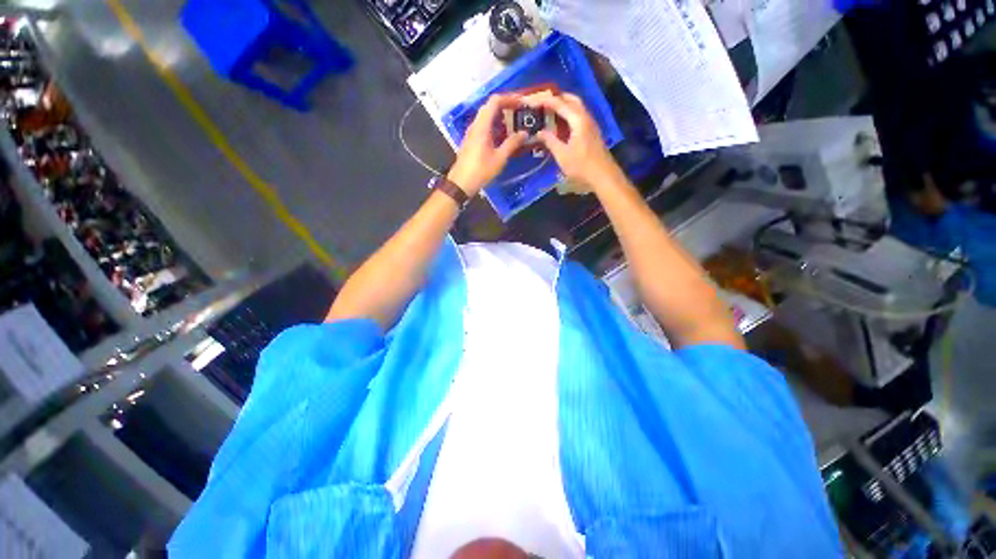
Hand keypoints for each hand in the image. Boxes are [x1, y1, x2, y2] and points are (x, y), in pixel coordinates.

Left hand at [447, 93, 527, 195]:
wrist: (461, 183)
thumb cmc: (480, 170)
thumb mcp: (499, 158)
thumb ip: (512, 143)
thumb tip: (525, 133)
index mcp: (482, 126)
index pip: (494, 101)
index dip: (509, 98)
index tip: (521, 103)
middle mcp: (475, 125)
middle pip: (490, 107)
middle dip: (505, 107)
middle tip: (519, 113)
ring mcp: (472, 133)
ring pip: (486, 118)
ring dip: (500, 118)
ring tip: (513, 125)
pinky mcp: (471, 141)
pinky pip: (483, 127)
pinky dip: (494, 127)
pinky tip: (502, 138)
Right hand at [524, 91, 620, 192]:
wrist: (603, 175)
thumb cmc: (581, 166)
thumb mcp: (562, 155)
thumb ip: (550, 141)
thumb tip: (538, 132)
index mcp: (578, 120)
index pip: (560, 104)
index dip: (546, 101)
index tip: (534, 101)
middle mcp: (586, 117)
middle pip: (572, 100)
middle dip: (557, 98)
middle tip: (543, 102)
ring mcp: (591, 124)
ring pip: (577, 108)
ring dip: (564, 106)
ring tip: (550, 112)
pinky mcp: (592, 132)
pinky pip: (579, 117)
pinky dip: (569, 115)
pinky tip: (561, 124)